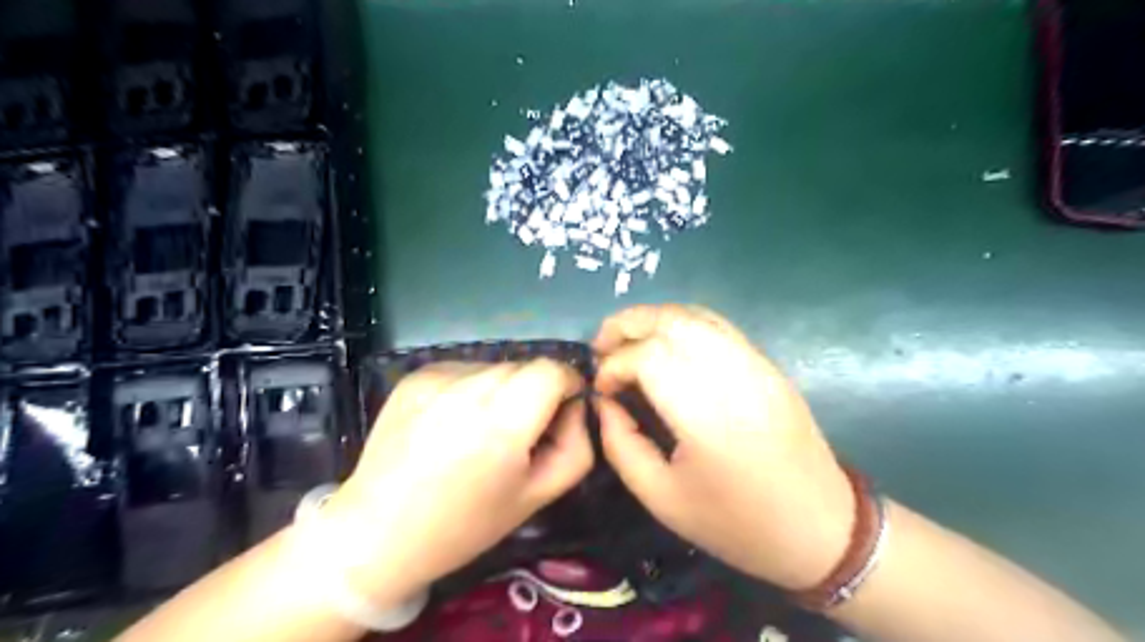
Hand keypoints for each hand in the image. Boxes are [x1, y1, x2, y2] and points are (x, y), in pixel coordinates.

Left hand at [323, 361, 590, 606]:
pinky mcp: (414, 377)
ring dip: (503, 390)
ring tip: (481, 430)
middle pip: (524, 366)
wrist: (376, 532)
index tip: (561, 411)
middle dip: (535, 391)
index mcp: (502, 423)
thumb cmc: (465, 524)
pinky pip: (464, 370)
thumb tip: (575, 406)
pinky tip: (452, 424)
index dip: (566, 385)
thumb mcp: (538, 496)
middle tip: (520, 432)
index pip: (552, 369)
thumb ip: (576, 445)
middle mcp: (468, 389)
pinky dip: (471, 389)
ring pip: (495, 367)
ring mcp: (436, 377)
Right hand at [595, 305, 853, 591]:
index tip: (602, 388)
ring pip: (695, 315)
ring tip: (627, 339)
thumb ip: (620, 443)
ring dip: (653, 318)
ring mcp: (756, 364)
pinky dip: (682, 323)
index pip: (649, 357)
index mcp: (706, 417)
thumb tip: (604, 401)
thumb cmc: (734, 523)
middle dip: (627, 324)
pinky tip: (665, 342)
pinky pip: (718, 326)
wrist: (820, 528)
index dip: (614, 365)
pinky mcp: (768, 365)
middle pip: (671, 321)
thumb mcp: (660, 497)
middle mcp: (734, 377)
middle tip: (602, 346)